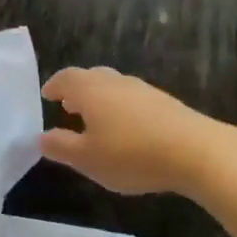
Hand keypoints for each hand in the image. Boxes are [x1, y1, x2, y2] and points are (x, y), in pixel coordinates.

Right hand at [40, 66, 220, 195]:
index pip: (66, 78)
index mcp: (90, 90)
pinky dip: (121, 108)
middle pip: (91, 77)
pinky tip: (127, 130)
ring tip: (96, 121)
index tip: (47, 95)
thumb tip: (41, 137)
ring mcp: (142, 89)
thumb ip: (61, 146)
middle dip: (77, 90)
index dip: (54, 86)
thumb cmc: (131, 154)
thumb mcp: (87, 159)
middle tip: (68, 107)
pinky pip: (133, 98)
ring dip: (100, 99)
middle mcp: (114, 81)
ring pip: (113, 86)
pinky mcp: (164, 102)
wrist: (195, 150)